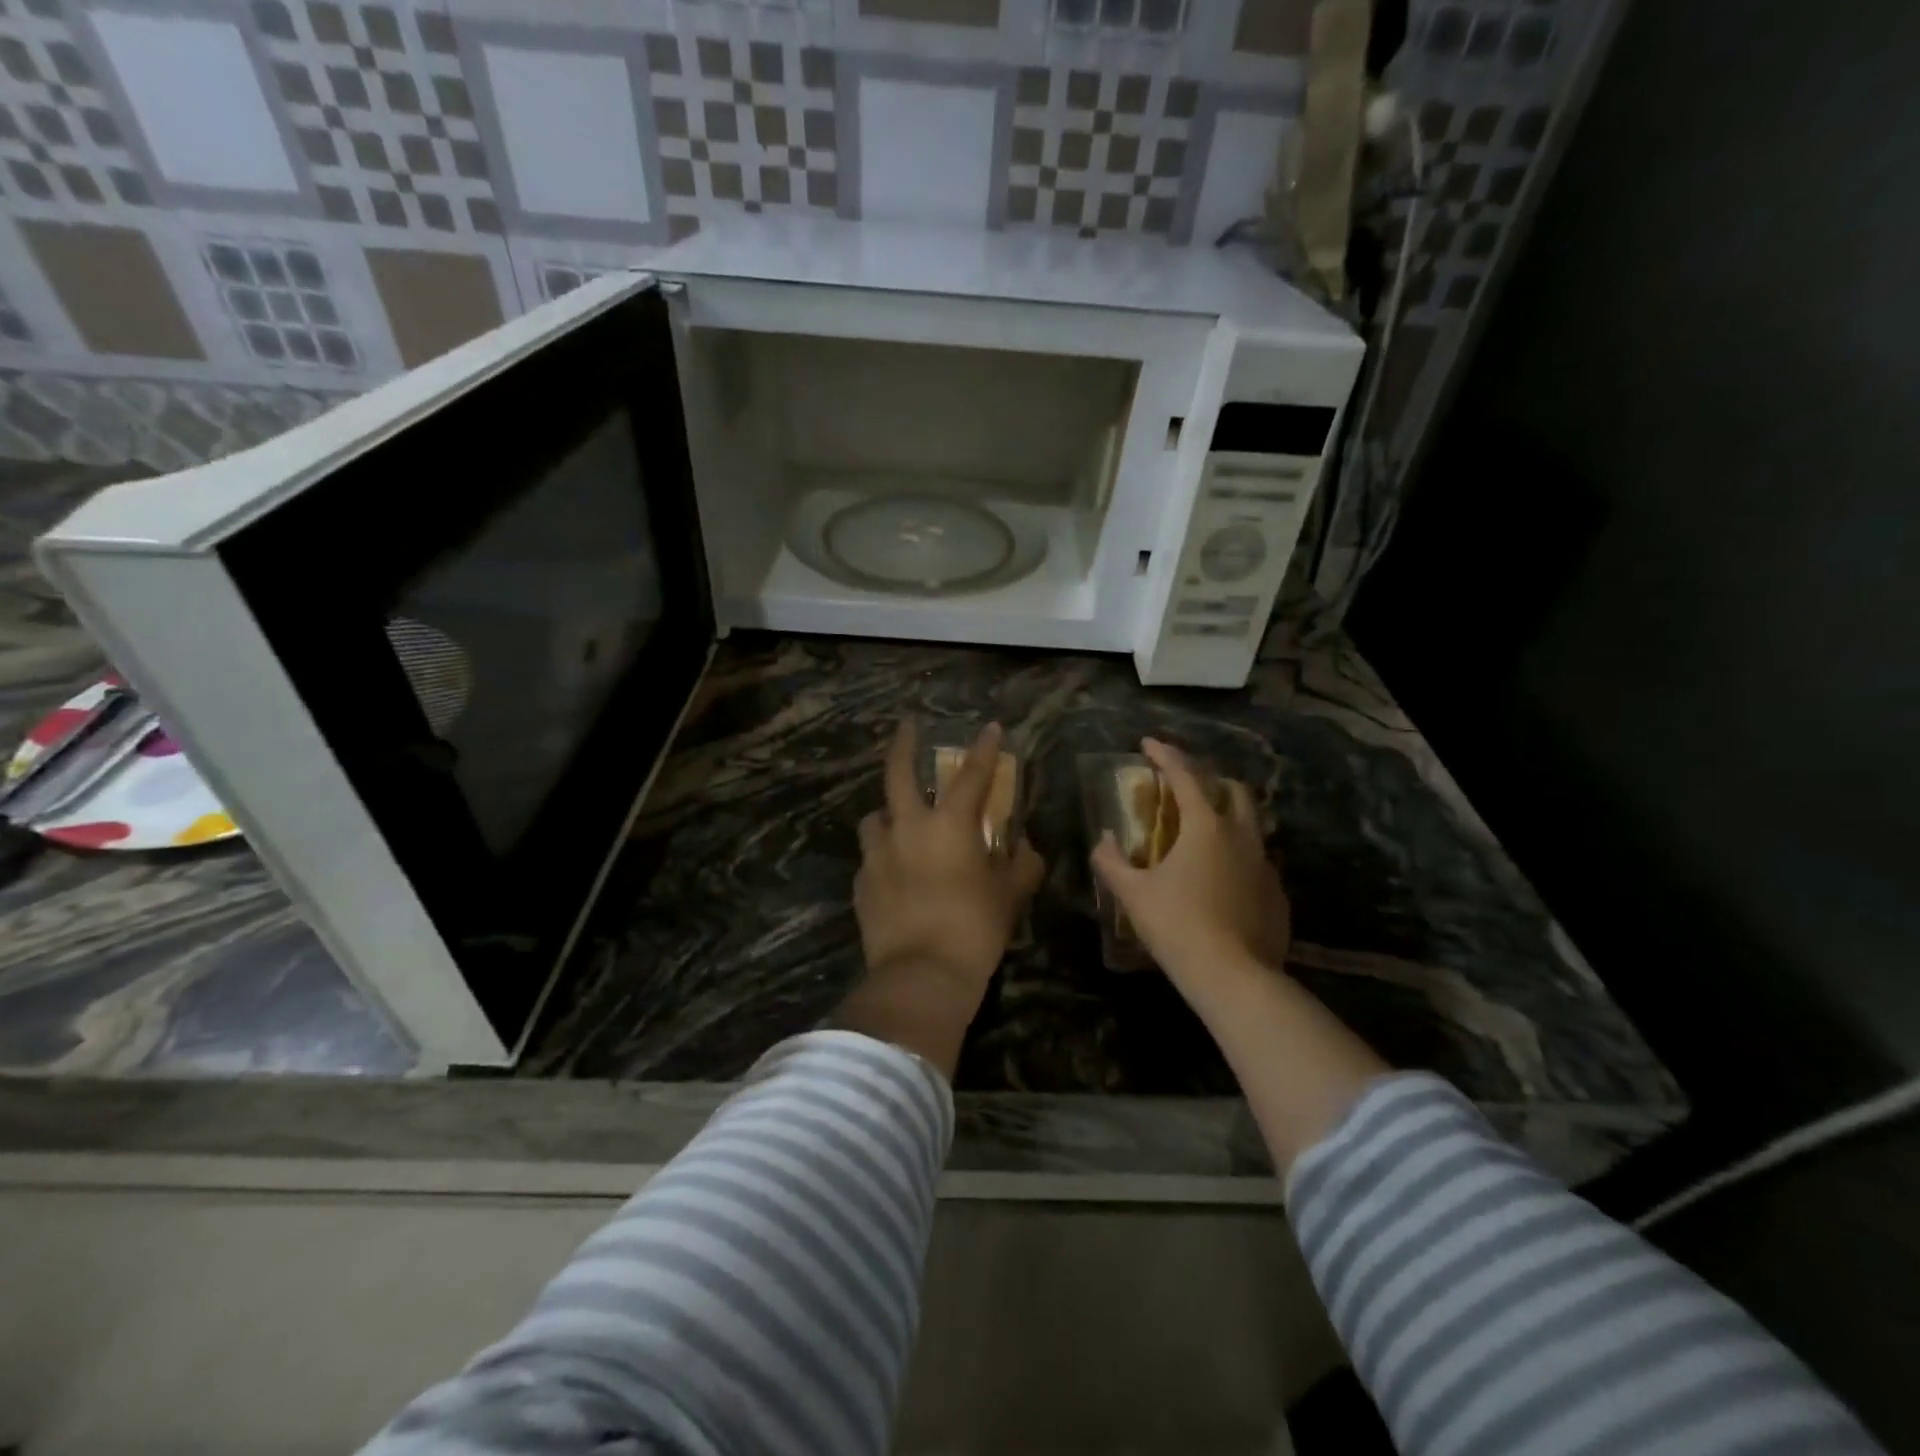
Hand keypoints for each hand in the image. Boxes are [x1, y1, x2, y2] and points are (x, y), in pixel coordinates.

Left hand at [841, 719, 1044, 1074]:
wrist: (921, 974)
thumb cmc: (975, 928)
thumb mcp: (1010, 897)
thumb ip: (1022, 866)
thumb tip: (1027, 849)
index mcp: (950, 825)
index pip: (971, 775)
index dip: (984, 749)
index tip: (990, 728)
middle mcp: (908, 828)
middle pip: (898, 773)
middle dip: (903, 744)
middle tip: (906, 726)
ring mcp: (878, 854)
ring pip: (875, 816)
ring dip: (888, 812)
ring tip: (899, 821)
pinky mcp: (862, 882)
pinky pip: (871, 857)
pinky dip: (883, 856)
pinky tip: (894, 872)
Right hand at [1090, 738, 1289, 984]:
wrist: (1234, 978)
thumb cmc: (1177, 926)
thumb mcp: (1133, 894)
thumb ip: (1112, 862)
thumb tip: (1103, 841)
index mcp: (1206, 826)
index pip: (1186, 775)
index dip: (1165, 755)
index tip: (1147, 743)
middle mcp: (1242, 836)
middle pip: (1233, 789)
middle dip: (1209, 779)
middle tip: (1184, 787)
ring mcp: (1265, 865)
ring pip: (1251, 824)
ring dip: (1227, 816)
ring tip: (1202, 832)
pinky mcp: (1276, 894)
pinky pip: (1257, 860)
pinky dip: (1237, 855)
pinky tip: (1221, 878)